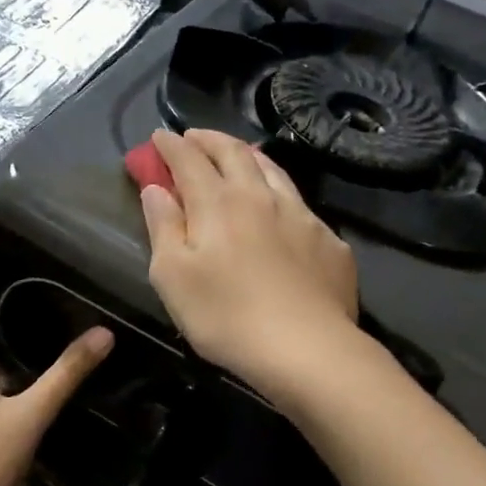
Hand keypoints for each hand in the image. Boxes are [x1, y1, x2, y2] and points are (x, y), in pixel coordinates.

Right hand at [139, 129, 357, 393]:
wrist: (307, 348)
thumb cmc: (225, 315)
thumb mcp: (172, 276)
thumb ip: (162, 226)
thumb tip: (156, 189)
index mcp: (217, 202)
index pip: (189, 160)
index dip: (171, 145)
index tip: (158, 136)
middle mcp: (260, 196)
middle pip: (234, 153)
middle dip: (209, 139)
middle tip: (193, 137)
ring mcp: (301, 215)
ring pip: (273, 170)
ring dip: (248, 156)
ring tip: (237, 155)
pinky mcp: (329, 241)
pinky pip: (300, 203)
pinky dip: (279, 192)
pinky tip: (280, 208)